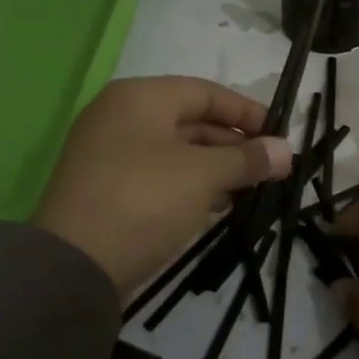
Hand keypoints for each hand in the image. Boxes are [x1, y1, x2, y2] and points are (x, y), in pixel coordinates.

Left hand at [34, 76, 292, 300]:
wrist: (73, 267)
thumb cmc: (144, 201)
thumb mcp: (202, 175)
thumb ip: (246, 159)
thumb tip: (285, 150)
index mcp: (139, 97)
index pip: (204, 92)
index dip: (246, 112)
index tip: (280, 135)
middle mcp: (120, 116)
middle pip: (189, 120)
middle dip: (232, 144)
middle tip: (270, 168)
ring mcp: (109, 154)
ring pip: (175, 151)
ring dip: (214, 167)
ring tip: (251, 189)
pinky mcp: (106, 189)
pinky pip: (158, 175)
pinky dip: (189, 185)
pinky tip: (216, 206)